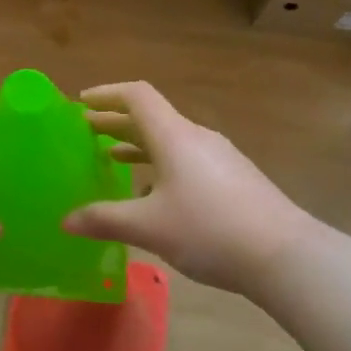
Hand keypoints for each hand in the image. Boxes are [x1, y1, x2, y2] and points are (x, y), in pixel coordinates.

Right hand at [61, 82, 318, 296]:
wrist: (285, 255)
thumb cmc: (209, 230)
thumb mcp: (149, 227)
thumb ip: (105, 219)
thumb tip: (65, 221)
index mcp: (174, 135)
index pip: (137, 96)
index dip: (107, 94)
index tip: (81, 103)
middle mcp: (196, 137)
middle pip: (151, 118)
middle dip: (116, 123)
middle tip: (85, 133)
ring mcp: (219, 157)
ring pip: (170, 141)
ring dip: (138, 146)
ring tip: (111, 160)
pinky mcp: (234, 179)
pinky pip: (187, 159)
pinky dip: (161, 165)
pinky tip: (154, 195)